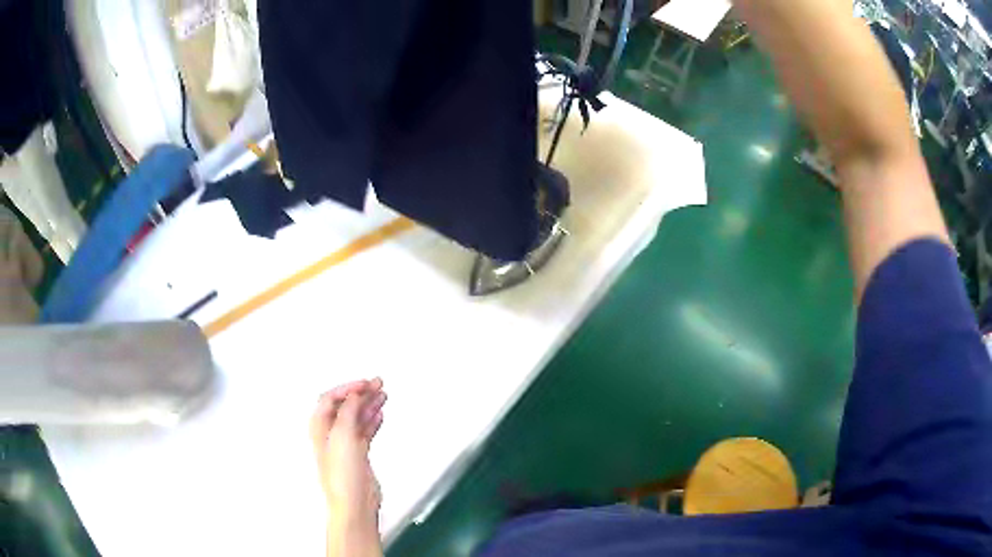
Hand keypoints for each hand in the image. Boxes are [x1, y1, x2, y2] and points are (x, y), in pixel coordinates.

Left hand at [310, 378, 386, 518]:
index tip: (365, 383)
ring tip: (382, 394)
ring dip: (369, 404)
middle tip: (377, 384)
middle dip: (361, 393)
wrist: (354, 502)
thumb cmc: (342, 475)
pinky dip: (372, 420)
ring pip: (357, 417)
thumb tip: (354, 395)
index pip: (330, 398)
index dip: (348, 388)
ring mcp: (345, 444)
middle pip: (345, 406)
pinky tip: (379, 414)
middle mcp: (330, 434)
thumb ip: (348, 411)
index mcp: (320, 427)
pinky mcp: (358, 454)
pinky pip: (365, 431)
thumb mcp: (342, 435)